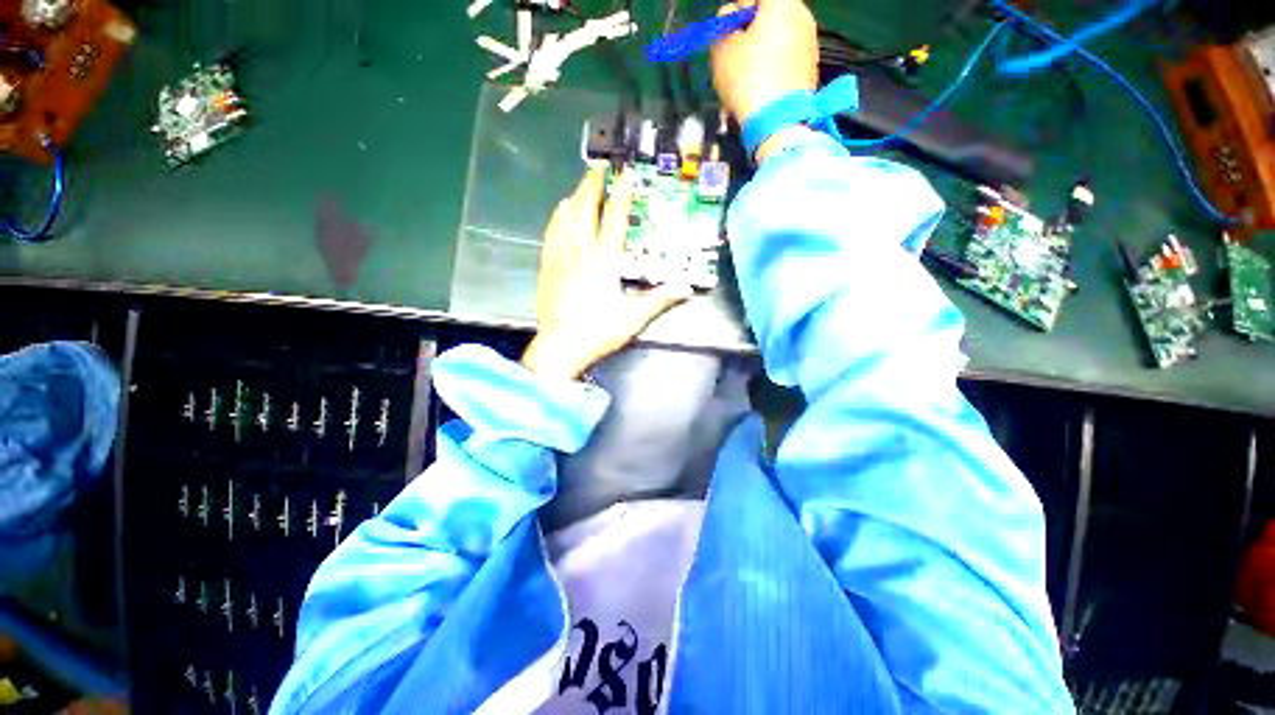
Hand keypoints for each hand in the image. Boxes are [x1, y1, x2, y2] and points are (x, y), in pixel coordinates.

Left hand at [522, 167, 689, 380]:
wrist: (560, 346)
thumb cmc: (599, 331)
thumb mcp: (634, 317)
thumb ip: (660, 299)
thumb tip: (686, 287)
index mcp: (604, 261)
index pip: (614, 220)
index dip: (621, 195)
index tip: (625, 175)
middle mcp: (580, 251)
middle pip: (585, 210)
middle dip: (593, 186)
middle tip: (599, 167)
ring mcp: (560, 257)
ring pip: (566, 218)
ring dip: (575, 197)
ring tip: (581, 184)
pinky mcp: (547, 266)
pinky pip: (551, 233)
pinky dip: (556, 218)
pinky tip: (559, 211)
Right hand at [710, 0, 818, 126]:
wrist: (777, 122)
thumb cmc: (747, 79)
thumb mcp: (722, 49)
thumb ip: (722, 26)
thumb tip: (730, 23)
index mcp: (782, 2)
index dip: (735, 15)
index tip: (725, 37)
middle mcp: (803, 15)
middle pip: (768, 17)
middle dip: (749, 33)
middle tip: (733, 59)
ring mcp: (811, 44)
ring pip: (777, 40)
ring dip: (760, 53)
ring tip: (745, 81)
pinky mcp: (811, 70)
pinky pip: (785, 62)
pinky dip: (772, 70)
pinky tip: (760, 91)